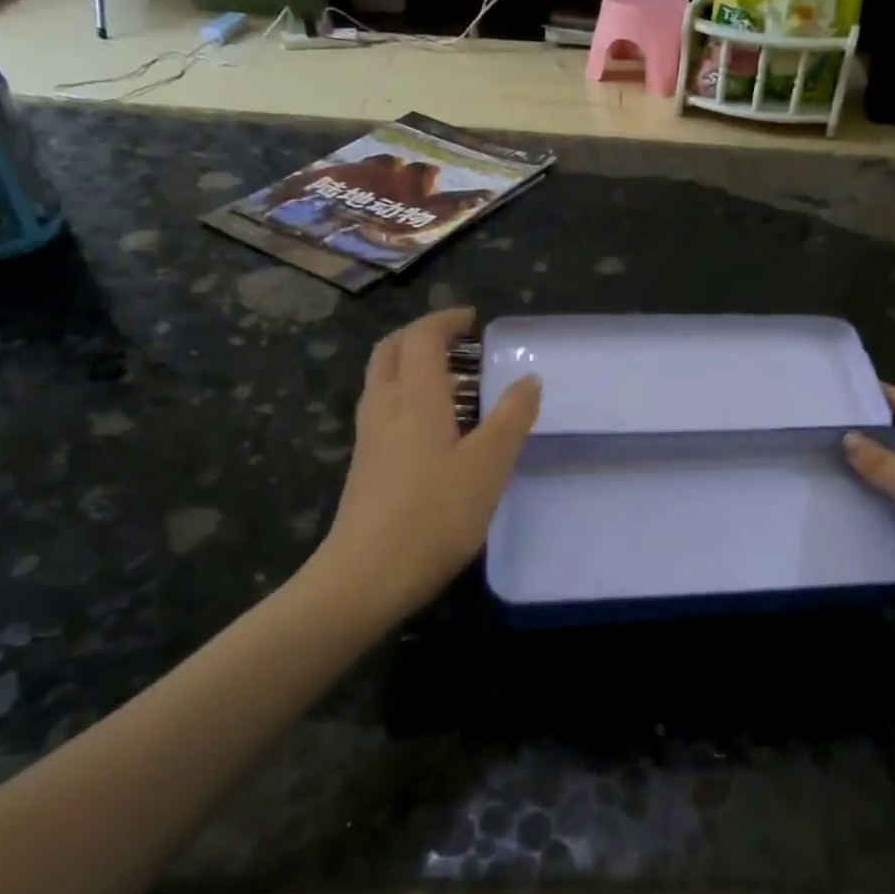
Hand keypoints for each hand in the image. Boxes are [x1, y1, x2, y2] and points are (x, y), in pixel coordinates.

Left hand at [311, 307, 540, 623]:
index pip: (424, 338)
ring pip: (384, 380)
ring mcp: (369, 436)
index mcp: (416, 396)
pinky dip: (407, 397)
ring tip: (454, 382)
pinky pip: (384, 410)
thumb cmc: (436, 514)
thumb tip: (529, 379)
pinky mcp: (366, 464)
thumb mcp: (489, 464)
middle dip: (422, 336)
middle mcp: (385, 405)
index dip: (447, 321)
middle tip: (458, 343)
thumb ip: (512, 417)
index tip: (473, 319)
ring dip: (413, 366)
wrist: (369, 573)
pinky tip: (434, 428)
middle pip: (392, 350)